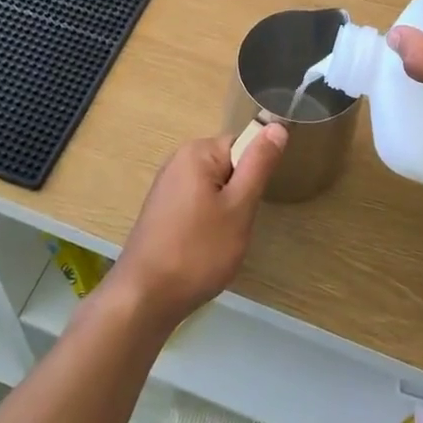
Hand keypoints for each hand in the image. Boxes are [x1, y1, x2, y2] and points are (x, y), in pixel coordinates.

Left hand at [111, 124, 287, 326]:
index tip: (250, 204)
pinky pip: (198, 204)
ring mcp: (167, 187)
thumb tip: (277, 125)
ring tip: (220, 240)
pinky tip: (202, 248)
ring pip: (215, 189)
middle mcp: (178, 161)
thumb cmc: (198, 251)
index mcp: (197, 152)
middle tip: (236, 226)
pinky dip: (207, 223)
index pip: (243, 145)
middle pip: (228, 167)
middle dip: (239, 195)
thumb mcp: (239, 207)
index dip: (254, 174)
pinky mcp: (162, 211)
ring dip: (225, 212)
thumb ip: (259, 164)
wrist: (145, 297)